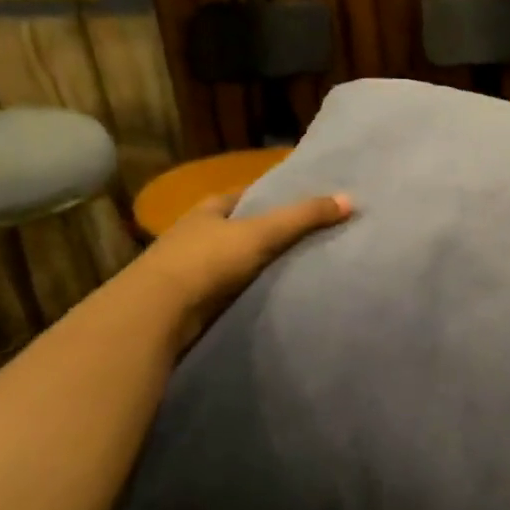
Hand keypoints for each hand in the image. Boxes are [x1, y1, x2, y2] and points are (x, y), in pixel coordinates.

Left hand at [135, 190, 352, 351]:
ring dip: (256, 266)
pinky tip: (270, 297)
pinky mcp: (190, 300)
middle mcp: (196, 234)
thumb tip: (350, 200)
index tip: (303, 206)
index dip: (272, 198)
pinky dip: (247, 291)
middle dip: (266, 234)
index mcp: (208, 209)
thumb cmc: (208, 261)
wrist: (159, 312)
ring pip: (233, 261)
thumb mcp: (262, 233)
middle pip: (239, 229)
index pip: (245, 196)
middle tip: (309, 239)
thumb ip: (304, 217)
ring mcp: (190, 268)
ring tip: (297, 270)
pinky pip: (228, 290)